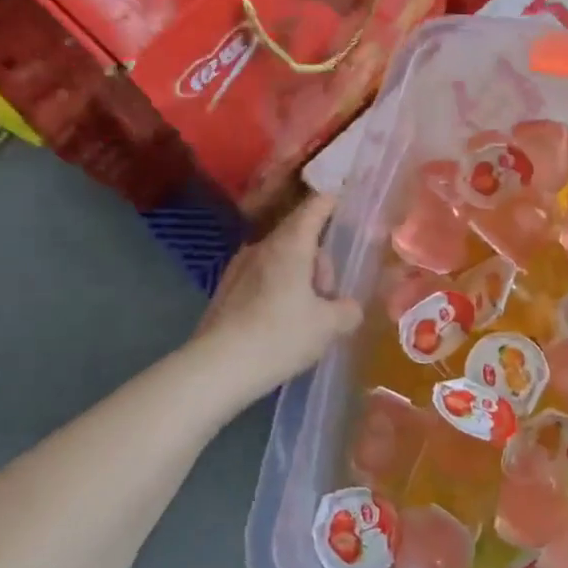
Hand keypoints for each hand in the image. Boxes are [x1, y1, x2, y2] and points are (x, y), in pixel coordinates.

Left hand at [190, 192, 361, 401]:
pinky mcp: (226, 290)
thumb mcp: (328, 326)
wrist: (219, 366)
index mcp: (290, 245)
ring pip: (280, 259)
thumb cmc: (280, 336)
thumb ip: (347, 310)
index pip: (315, 208)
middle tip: (328, 296)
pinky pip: (262, 278)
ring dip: (299, 277)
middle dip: (320, 261)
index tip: (344, 201)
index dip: (332, 203)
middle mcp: (262, 247)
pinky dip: (278, 290)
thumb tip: (349, 307)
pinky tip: (280, 323)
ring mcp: (239, 267)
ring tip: (306, 315)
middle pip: (299, 237)